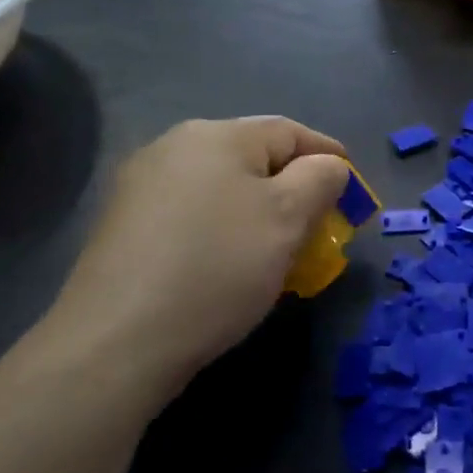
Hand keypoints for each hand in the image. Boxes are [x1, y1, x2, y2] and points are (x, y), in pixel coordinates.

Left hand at [53, 118, 350, 405]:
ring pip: (220, 186)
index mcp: (216, 135)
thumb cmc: (217, 267)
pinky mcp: (123, 224)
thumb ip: (320, 180)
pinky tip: (227, 260)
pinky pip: (191, 211)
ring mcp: (141, 184)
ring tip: (277, 245)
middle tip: (319, 222)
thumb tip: (327, 167)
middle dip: (292, 185)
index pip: (289, 131)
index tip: (354, 188)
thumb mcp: (287, 218)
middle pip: (252, 156)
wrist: (117, 341)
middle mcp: (174, 145)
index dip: (329, 155)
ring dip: (257, 208)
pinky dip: (221, 226)